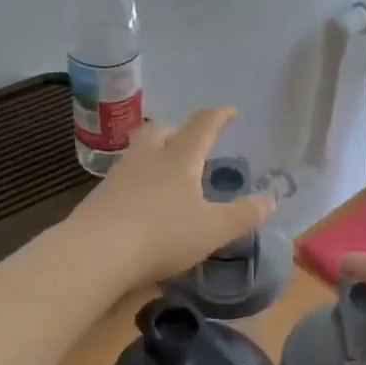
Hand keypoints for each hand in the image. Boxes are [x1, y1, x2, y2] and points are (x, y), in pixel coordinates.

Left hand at [67, 106, 273, 286]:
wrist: (95, 252)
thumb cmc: (161, 234)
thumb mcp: (213, 229)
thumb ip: (243, 214)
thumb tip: (270, 199)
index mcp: (179, 158)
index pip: (202, 125)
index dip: (219, 116)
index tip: (231, 111)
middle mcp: (147, 157)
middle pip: (161, 130)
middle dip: (178, 132)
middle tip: (191, 144)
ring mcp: (119, 175)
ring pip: (139, 151)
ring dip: (155, 154)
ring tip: (167, 173)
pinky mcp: (99, 196)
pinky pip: (124, 177)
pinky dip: (139, 181)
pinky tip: (143, 201)